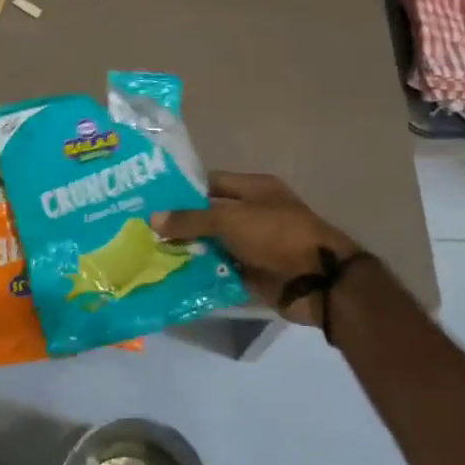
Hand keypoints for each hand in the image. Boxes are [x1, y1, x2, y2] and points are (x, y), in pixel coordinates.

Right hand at [153, 172, 358, 325]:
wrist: (318, 281)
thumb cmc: (276, 235)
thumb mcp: (230, 220)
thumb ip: (191, 219)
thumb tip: (153, 218)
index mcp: (254, 189)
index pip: (211, 183)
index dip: (183, 191)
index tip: (152, 202)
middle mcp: (254, 213)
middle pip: (211, 216)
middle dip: (182, 225)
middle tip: (145, 232)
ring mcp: (255, 245)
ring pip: (215, 245)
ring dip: (191, 252)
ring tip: (153, 255)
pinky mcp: (255, 273)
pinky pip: (223, 270)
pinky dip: (204, 274)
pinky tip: (176, 277)